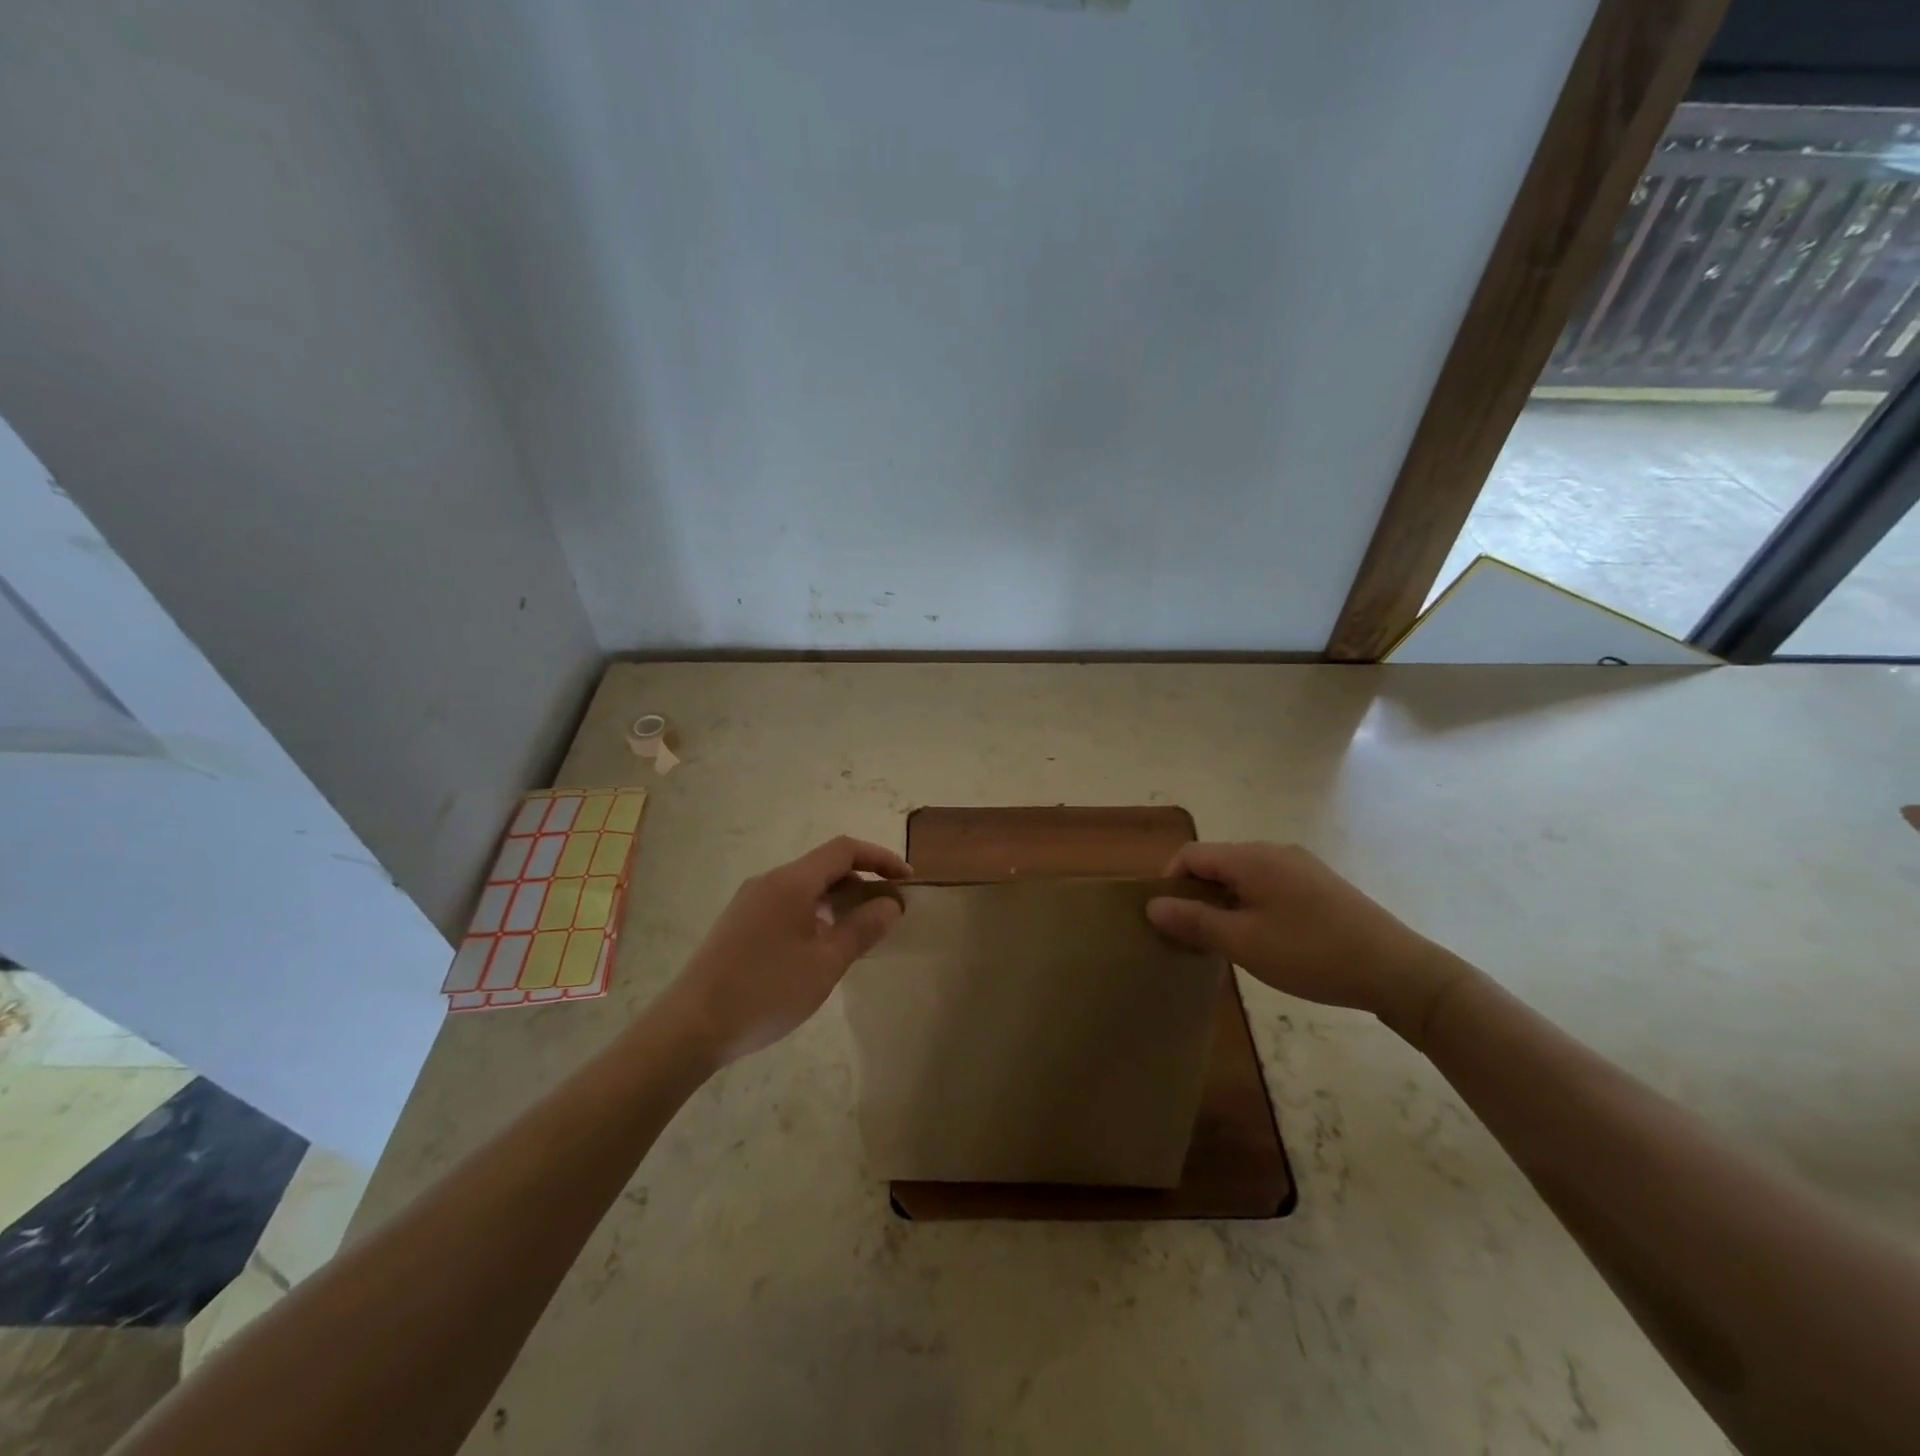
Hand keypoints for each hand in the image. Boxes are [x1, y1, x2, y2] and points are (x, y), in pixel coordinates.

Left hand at [664, 836, 910, 1065]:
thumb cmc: (765, 992)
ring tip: (859, 932)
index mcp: (791, 882)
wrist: (689, 1028)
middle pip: (824, 866)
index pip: (844, 850)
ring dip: (838, 900)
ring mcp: (750, 902)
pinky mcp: (739, 924)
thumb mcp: (825, 964)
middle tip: (888, 912)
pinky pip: (787, 904)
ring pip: (805, 887)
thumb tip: (890, 904)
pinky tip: (821, 948)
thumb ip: (862, 929)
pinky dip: (815, 913)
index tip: (907, 881)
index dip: (880, 858)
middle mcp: (769, 882)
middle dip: (862, 881)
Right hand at [1146, 842, 1469, 1040]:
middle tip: (1194, 936)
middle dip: (1196, 894)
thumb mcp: (1244, 943)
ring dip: (1224, 902)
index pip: (1191, 855)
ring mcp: (1301, 866)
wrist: (1398, 971)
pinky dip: (1252, 905)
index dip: (1169, 882)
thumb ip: (1194, 921)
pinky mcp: (1320, 885)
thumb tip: (1152, 905)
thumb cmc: (1312, 954)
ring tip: (1227, 942)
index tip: (1169, 921)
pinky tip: (1265, 939)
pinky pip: (1269, 885)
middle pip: (1216, 862)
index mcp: (1251, 858)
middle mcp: (1274, 851)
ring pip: (1243, 876)